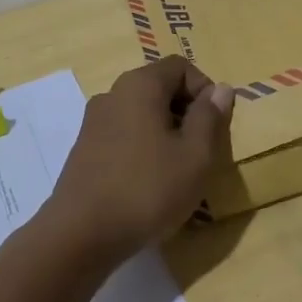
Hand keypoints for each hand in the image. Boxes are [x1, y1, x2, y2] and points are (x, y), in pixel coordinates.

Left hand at [44, 56, 234, 263]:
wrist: (80, 235)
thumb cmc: (147, 190)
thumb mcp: (195, 156)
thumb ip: (210, 117)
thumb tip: (221, 88)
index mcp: (140, 85)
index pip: (181, 67)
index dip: (205, 90)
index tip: (214, 126)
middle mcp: (113, 93)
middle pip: (159, 87)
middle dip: (186, 112)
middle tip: (200, 150)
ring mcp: (94, 121)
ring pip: (141, 112)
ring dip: (165, 132)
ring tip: (177, 170)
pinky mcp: (84, 148)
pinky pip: (123, 133)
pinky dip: (142, 147)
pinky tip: (148, 183)